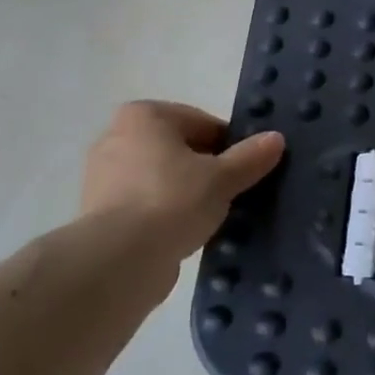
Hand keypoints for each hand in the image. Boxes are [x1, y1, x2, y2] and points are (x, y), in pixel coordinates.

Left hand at [81, 101, 284, 273]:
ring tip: (213, 217)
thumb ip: (250, 157)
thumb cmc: (172, 200)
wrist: (119, 259)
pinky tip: (186, 234)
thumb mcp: (222, 178)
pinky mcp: (99, 212)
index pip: (201, 123)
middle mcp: (117, 136)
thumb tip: (276, 139)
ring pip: (162, 177)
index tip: (247, 170)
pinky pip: (145, 204)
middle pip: (179, 149)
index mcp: (144, 115)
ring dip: (186, 193)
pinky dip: (165, 214)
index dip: (230, 145)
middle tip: (234, 194)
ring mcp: (103, 176)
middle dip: (206, 169)